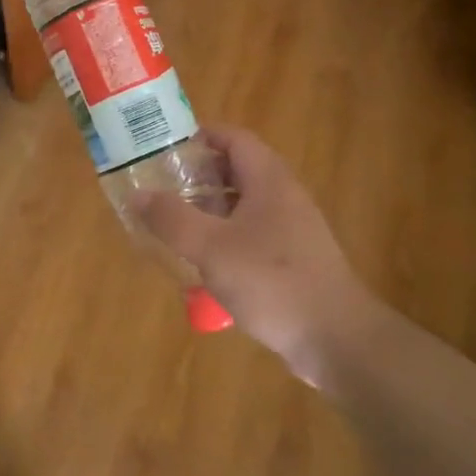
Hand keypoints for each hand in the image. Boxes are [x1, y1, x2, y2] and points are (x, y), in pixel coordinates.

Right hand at [133, 126, 384, 387]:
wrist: (336, 339)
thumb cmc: (272, 282)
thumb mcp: (211, 248)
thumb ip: (172, 219)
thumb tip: (138, 194)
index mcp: (269, 181)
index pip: (234, 138)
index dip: (200, 136)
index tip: (164, 148)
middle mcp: (283, 197)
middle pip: (237, 170)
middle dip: (197, 176)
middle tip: (160, 187)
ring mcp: (291, 230)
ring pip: (242, 205)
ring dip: (208, 210)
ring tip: (172, 224)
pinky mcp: (292, 260)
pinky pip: (251, 236)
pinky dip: (223, 239)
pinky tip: (202, 264)